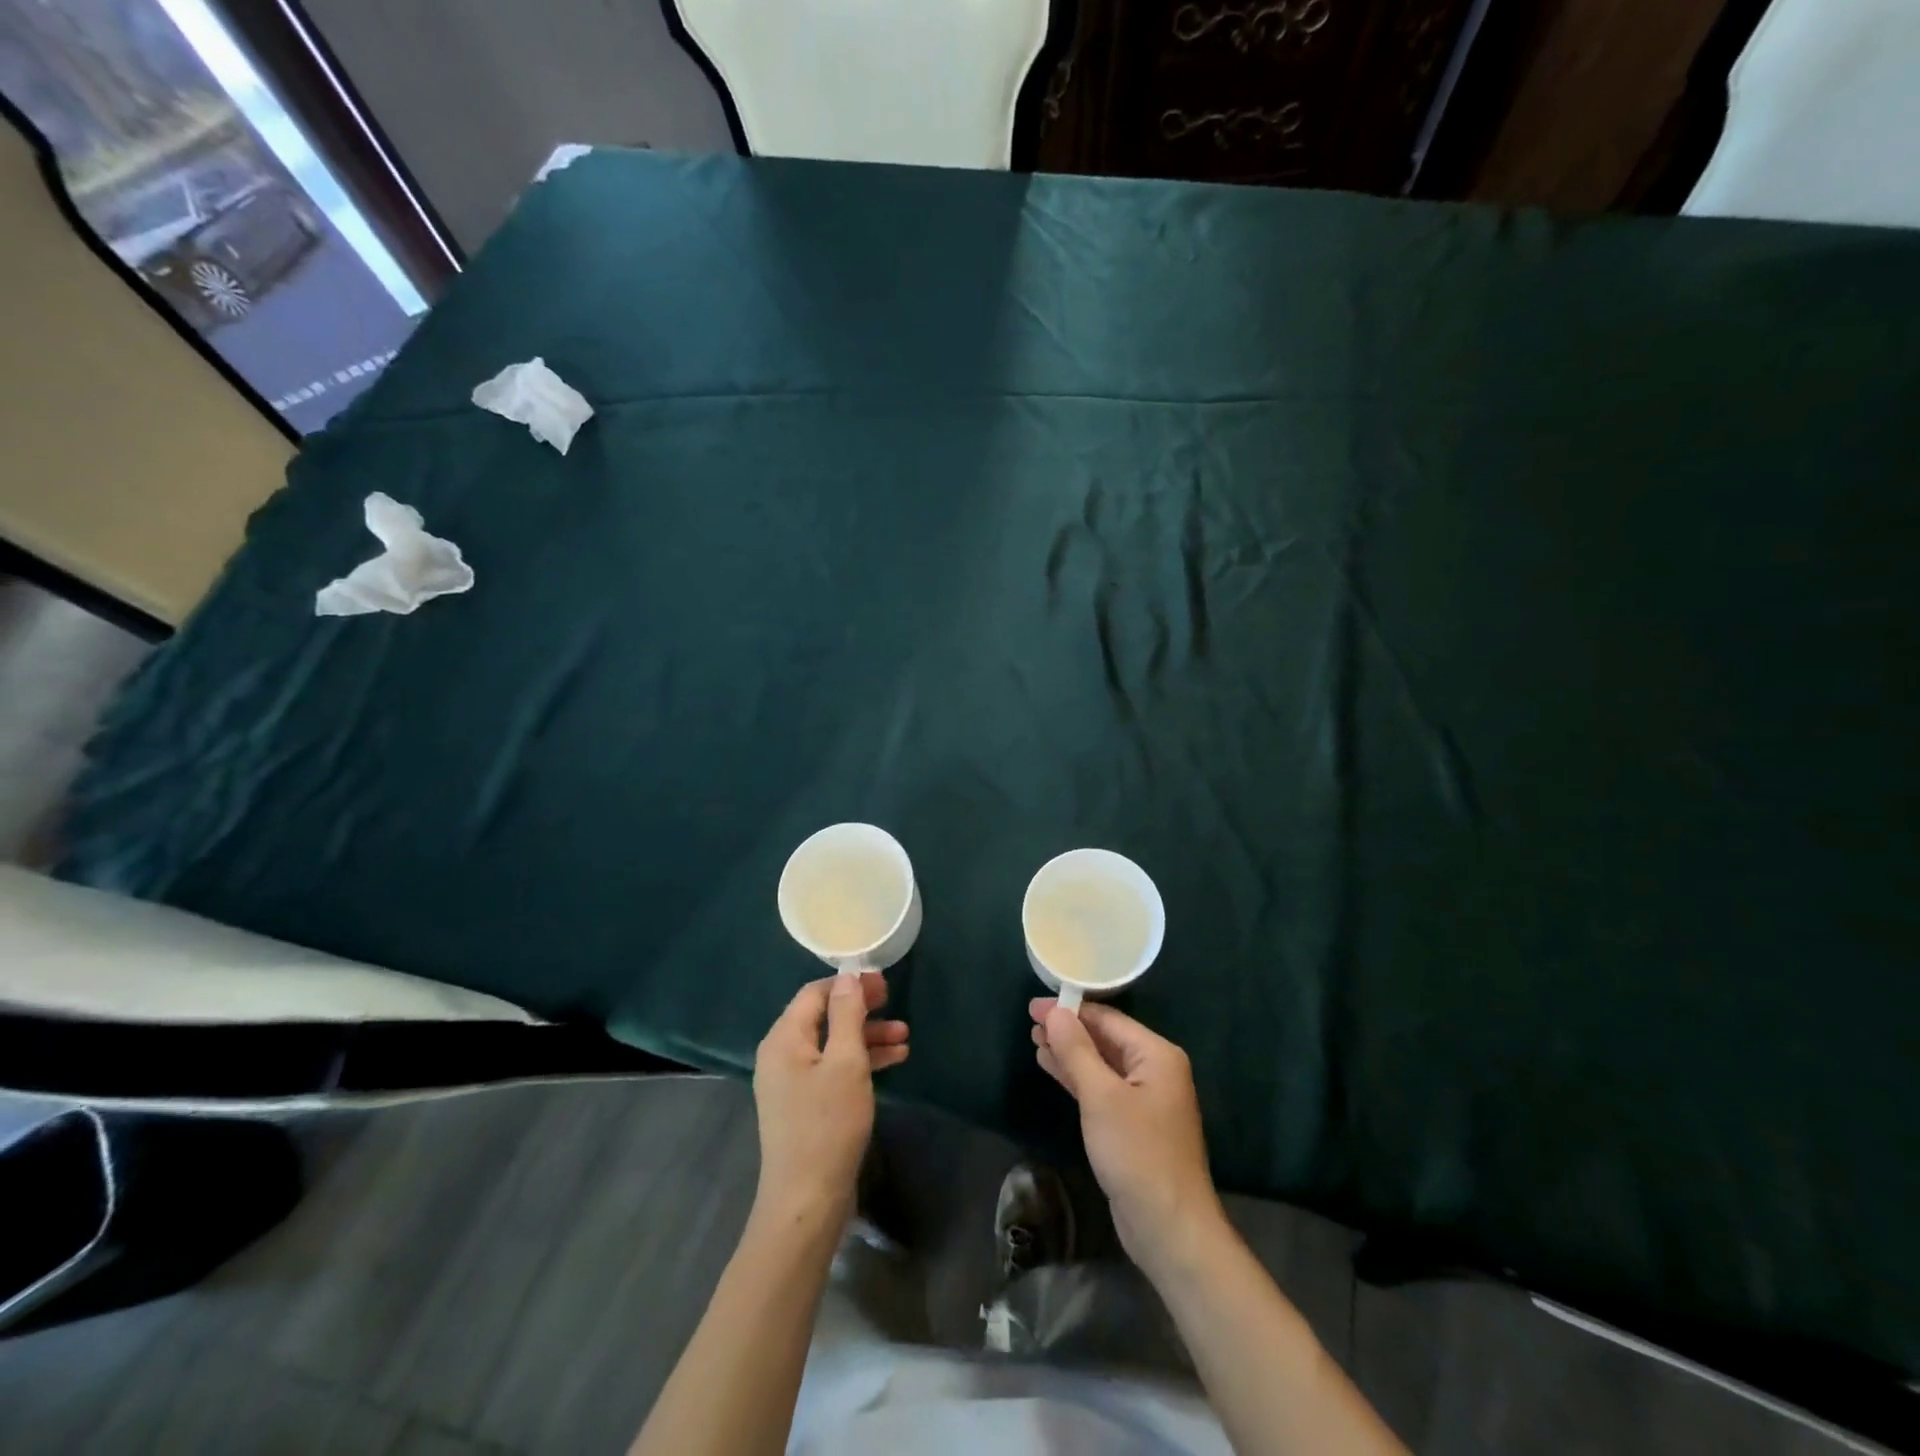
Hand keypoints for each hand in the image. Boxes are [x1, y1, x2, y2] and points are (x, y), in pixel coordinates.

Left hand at [753, 972, 908, 1224]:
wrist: (807, 1201)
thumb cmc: (828, 1125)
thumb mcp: (846, 1063)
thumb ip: (847, 1015)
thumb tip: (847, 976)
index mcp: (784, 1039)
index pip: (815, 993)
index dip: (849, 983)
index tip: (883, 982)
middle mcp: (782, 1055)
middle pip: (824, 1016)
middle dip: (861, 1009)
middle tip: (894, 1002)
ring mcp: (792, 1081)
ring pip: (833, 1043)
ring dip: (868, 1035)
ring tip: (905, 1036)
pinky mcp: (805, 1104)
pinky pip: (833, 1067)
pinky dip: (861, 1060)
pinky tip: (894, 1060)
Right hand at [1030, 998, 1223, 1273]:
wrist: (1168, 1228)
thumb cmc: (1137, 1153)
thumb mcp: (1101, 1097)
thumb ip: (1077, 1050)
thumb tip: (1056, 1012)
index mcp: (1156, 1054)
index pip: (1108, 1019)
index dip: (1070, 1009)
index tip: (1034, 1006)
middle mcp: (1155, 1070)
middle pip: (1105, 1038)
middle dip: (1068, 1030)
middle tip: (1030, 1022)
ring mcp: (1145, 1098)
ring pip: (1101, 1063)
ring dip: (1069, 1052)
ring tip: (1034, 1040)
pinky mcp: (1132, 1123)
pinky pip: (1101, 1087)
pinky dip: (1077, 1076)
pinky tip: (1052, 1067)